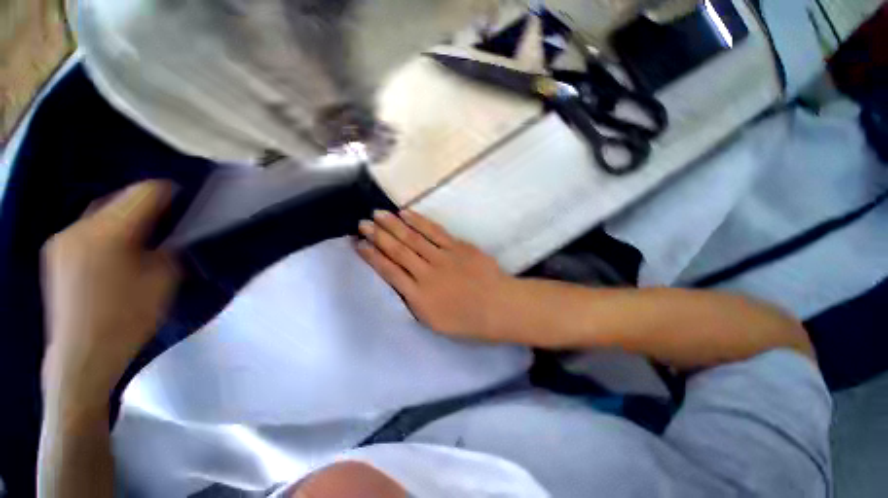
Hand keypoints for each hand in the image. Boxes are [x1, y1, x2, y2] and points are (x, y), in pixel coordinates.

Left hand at [41, 181, 179, 401]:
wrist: (83, 356)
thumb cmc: (128, 319)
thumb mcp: (163, 281)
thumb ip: (168, 248)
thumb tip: (170, 233)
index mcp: (107, 233)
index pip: (143, 193)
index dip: (169, 191)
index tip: (187, 199)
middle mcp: (78, 228)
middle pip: (118, 198)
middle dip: (145, 205)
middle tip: (167, 222)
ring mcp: (61, 240)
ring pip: (101, 212)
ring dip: (125, 217)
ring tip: (142, 236)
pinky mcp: (55, 253)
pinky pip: (86, 228)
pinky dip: (107, 230)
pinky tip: (116, 250)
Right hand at [356, 210, 515, 340]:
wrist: (500, 307)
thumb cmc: (468, 321)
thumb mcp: (434, 322)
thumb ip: (415, 302)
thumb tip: (402, 283)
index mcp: (419, 298)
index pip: (389, 272)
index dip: (372, 257)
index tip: (359, 244)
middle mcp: (426, 274)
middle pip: (398, 251)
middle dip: (378, 236)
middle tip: (362, 223)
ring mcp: (443, 258)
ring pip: (413, 238)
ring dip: (393, 225)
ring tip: (378, 213)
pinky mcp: (458, 247)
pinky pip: (435, 231)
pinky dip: (419, 221)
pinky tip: (406, 214)